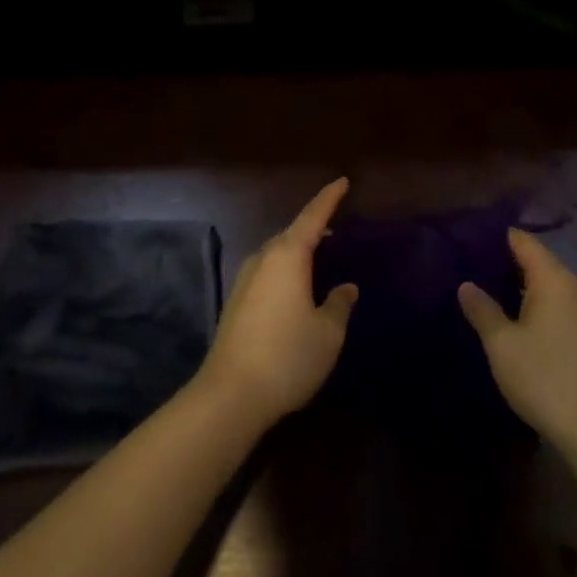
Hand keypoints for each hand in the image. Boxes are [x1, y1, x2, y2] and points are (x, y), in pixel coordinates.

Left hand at [200, 179, 356, 430]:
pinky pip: (267, 271)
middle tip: (335, 227)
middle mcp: (263, 259)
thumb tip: (346, 288)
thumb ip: (339, 305)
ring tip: (319, 257)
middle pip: (291, 233)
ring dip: (297, 250)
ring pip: (276, 253)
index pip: (312, 217)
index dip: (329, 198)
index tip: (343, 181)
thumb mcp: (327, 333)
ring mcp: (245, 280)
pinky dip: (285, 269)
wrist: (230, 395)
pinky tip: (295, 288)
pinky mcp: (236, 302)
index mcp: (288, 256)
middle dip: (313, 227)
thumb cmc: (287, 357)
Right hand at [458, 229, 576, 460]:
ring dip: (518, 287)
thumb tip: (466, 284)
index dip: (495, 236)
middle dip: (503, 261)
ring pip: (546, 287)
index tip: (465, 238)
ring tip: (483, 291)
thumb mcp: (502, 345)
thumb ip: (482, 310)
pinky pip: (556, 308)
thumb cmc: (546, 379)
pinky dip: (533, 307)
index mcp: (554, 279)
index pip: (522, 240)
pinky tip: (512, 321)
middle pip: (536, 261)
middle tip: (466, 265)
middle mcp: (574, 287)